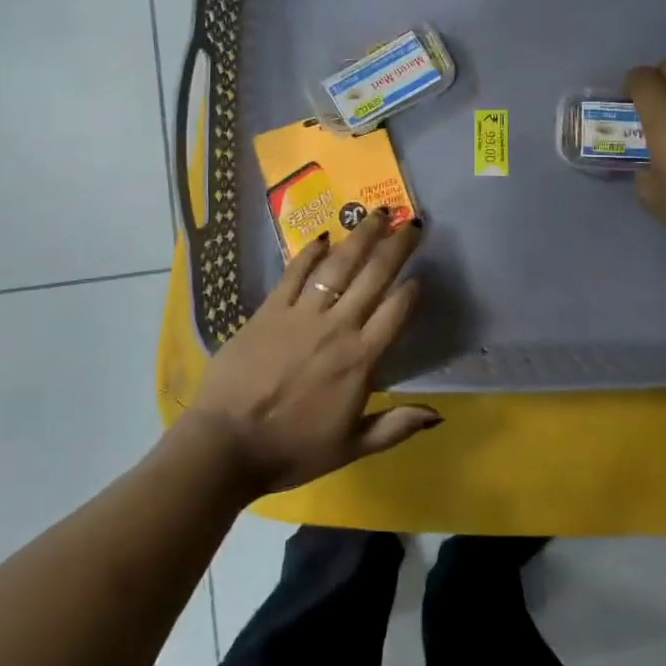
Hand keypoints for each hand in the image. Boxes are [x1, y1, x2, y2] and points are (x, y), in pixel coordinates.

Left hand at [182, 208, 439, 495]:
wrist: (227, 443)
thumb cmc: (292, 450)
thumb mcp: (351, 447)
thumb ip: (395, 426)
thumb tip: (437, 415)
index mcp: (360, 360)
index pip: (395, 313)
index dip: (411, 290)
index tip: (420, 275)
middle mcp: (336, 327)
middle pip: (373, 277)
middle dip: (396, 247)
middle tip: (411, 223)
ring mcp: (301, 314)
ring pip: (338, 266)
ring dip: (360, 237)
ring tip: (376, 215)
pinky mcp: (269, 309)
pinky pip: (294, 273)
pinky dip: (310, 253)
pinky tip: (324, 238)